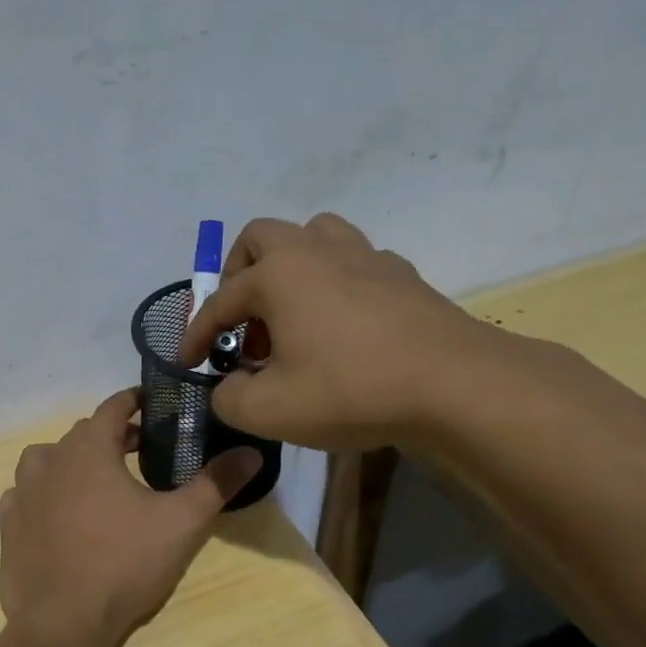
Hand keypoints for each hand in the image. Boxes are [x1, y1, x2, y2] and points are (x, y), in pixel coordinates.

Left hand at [0, 389, 261, 646]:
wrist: (62, 624)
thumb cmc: (124, 564)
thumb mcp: (182, 523)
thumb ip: (216, 483)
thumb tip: (251, 452)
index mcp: (89, 450)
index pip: (112, 407)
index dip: (134, 401)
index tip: (152, 404)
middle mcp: (49, 461)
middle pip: (82, 434)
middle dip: (112, 435)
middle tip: (140, 450)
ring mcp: (23, 493)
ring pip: (47, 460)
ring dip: (72, 461)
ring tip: (97, 481)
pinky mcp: (8, 526)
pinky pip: (25, 495)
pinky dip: (44, 494)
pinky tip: (59, 514)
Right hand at [177, 213, 500, 450]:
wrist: (456, 386)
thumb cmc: (350, 390)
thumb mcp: (267, 410)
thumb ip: (229, 398)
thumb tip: (231, 386)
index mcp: (277, 275)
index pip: (219, 302)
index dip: (196, 335)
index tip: (189, 363)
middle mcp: (317, 251)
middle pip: (261, 237)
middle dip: (238, 274)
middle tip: (242, 319)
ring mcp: (366, 257)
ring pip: (314, 236)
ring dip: (290, 266)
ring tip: (290, 311)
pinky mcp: (403, 276)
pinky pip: (355, 262)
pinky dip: (335, 283)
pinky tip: (342, 323)